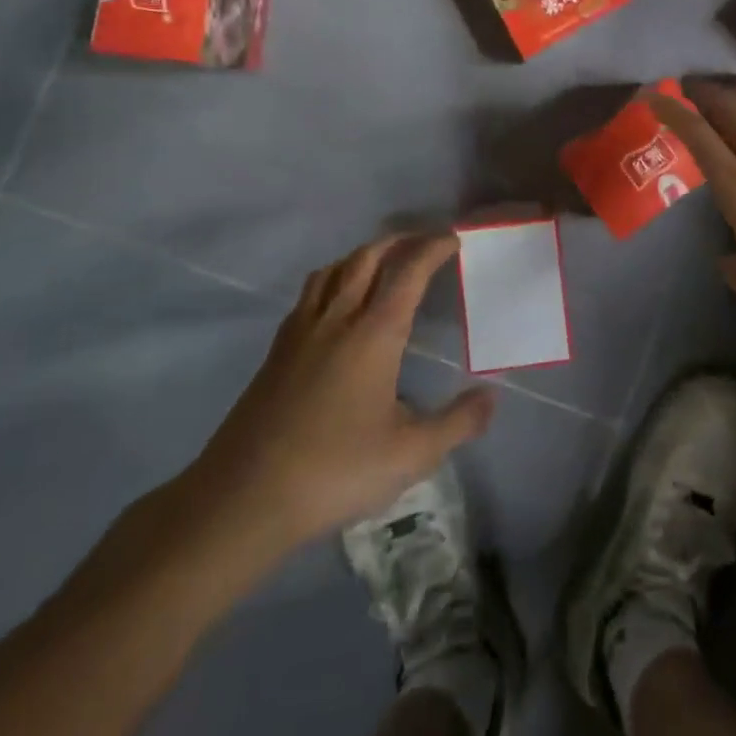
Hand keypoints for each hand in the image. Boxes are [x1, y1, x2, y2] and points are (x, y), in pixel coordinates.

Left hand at [155, 235, 492, 601]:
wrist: (244, 496)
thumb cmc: (335, 470)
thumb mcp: (410, 454)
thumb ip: (457, 423)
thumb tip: (492, 397)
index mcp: (374, 333)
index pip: (408, 271)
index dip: (433, 248)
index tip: (453, 240)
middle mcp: (337, 317)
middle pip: (368, 257)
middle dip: (399, 241)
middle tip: (424, 241)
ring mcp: (301, 330)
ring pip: (334, 269)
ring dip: (364, 254)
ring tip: (382, 261)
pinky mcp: (277, 349)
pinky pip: (310, 292)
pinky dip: (334, 277)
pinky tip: (336, 303)